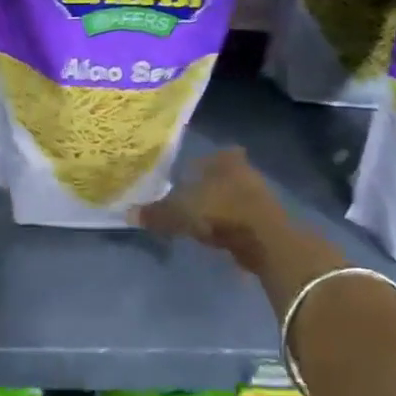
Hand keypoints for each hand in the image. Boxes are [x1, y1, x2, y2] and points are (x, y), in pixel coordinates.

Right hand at [134, 148, 344, 306]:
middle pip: (223, 175)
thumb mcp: (181, 212)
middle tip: (189, 196)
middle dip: (210, 185)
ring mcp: (260, 196)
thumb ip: (156, 213)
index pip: (213, 154)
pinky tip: (218, 236)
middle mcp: (245, 171)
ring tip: (200, 219)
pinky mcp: (267, 221)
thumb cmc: (221, 212)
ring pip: (234, 196)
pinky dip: (230, 225)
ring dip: (221, 207)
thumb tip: (128, 213)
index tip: (188, 174)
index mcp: (224, 160)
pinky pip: (241, 218)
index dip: (201, 163)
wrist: (266, 241)